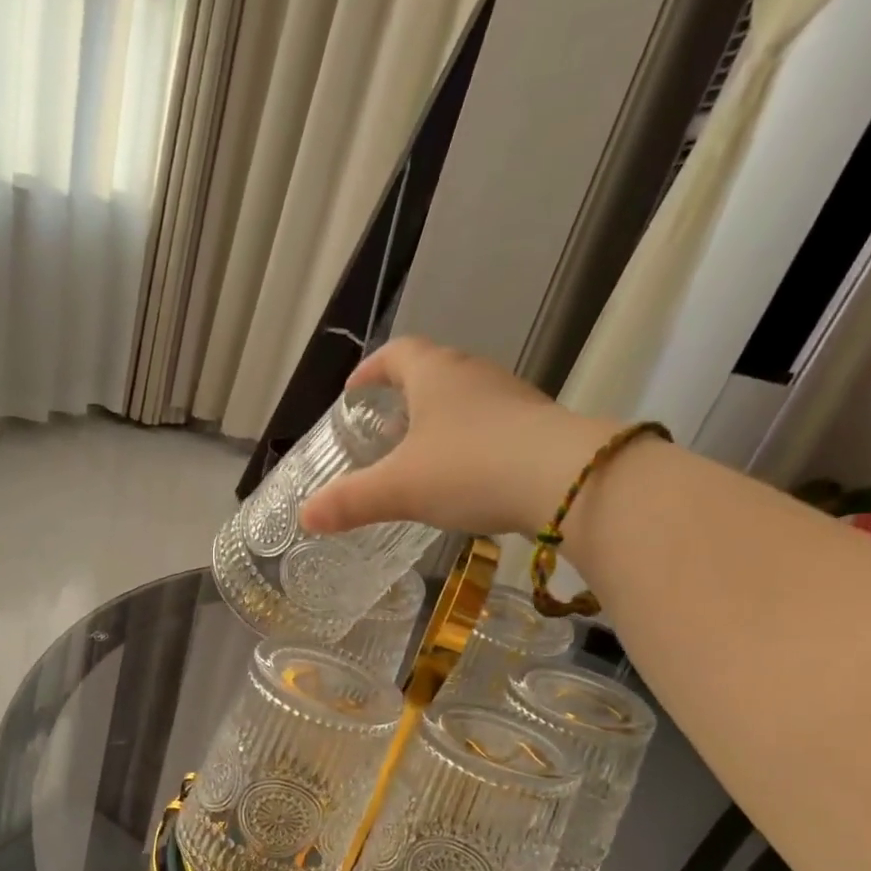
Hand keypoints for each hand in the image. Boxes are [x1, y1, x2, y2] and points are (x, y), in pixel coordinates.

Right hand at [299, 338, 617, 540]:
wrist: (566, 481)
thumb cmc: (470, 469)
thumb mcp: (399, 489)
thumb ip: (350, 502)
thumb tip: (305, 517)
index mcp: (435, 375)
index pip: (397, 354)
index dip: (372, 370)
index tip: (354, 391)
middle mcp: (474, 375)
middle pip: (433, 372)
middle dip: (405, 396)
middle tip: (383, 427)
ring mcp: (512, 398)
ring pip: (466, 400)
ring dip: (440, 420)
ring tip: (421, 455)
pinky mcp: (538, 426)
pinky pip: (492, 426)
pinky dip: (470, 442)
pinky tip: (466, 477)